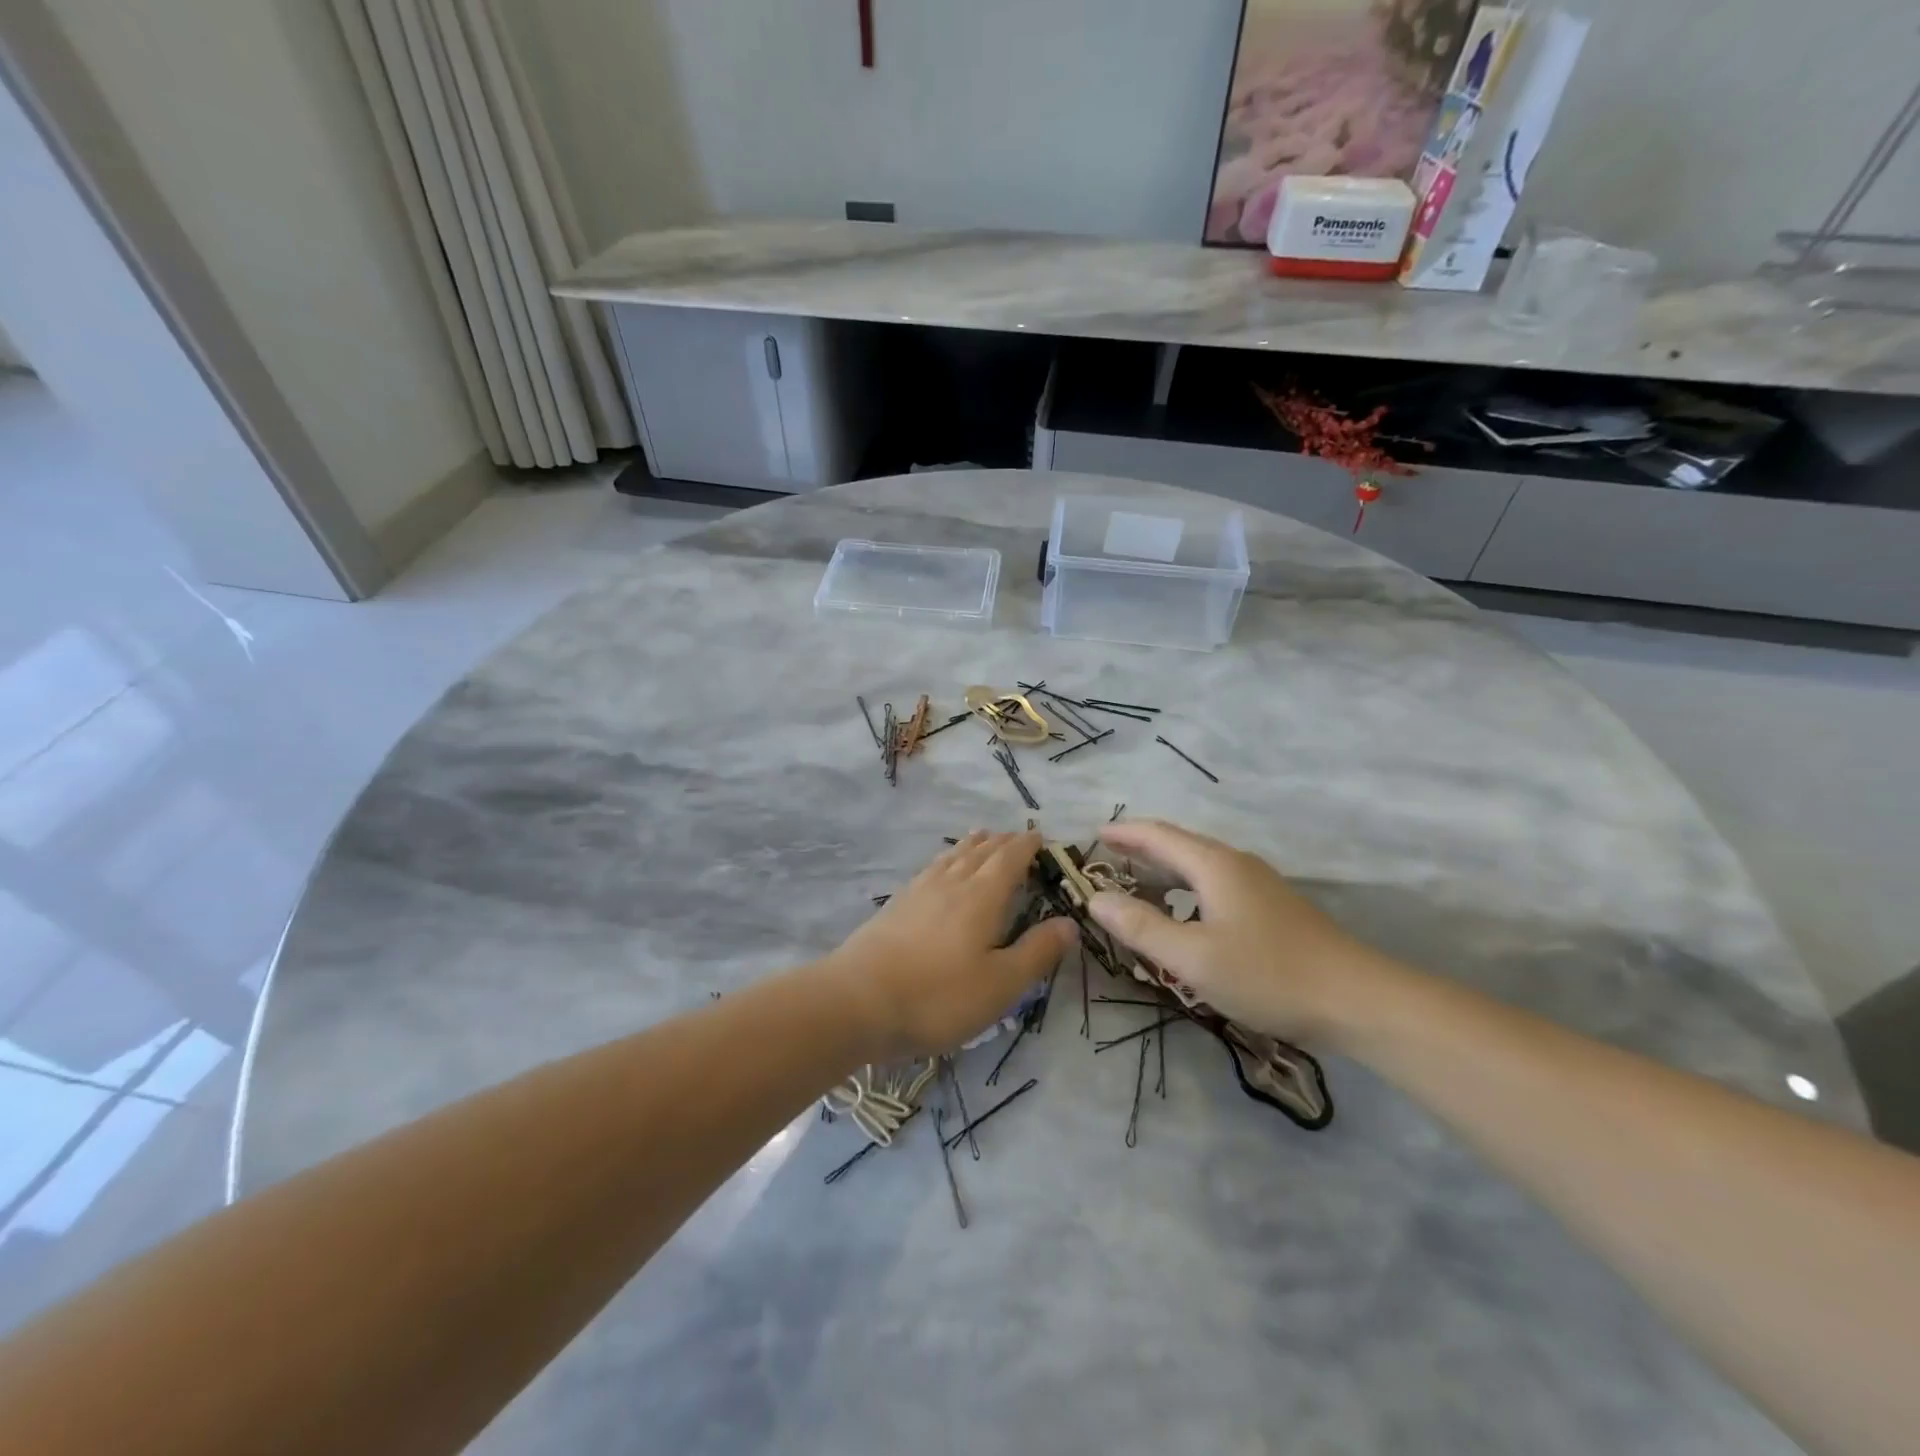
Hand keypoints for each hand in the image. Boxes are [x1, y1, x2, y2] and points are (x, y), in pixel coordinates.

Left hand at [823, 830, 1077, 1059]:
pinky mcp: (896, 905)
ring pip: (953, 857)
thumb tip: (1069, 923)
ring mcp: (919, 891)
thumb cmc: (938, 996)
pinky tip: (940, 871)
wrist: (857, 1001)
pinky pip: (931, 869)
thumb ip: (1036, 952)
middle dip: (1003, 842)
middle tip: (1017, 838)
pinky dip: (947, 860)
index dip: (1027, 846)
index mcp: (982, 895)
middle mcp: (951, 882)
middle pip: (981, 851)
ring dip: (973, 845)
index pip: (1010, 858)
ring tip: (982, 837)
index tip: (1041, 838)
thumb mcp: (1001, 985)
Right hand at [1086, 820, 1389, 1044]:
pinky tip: (1183, 916)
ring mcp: (1258, 886)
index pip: (1158, 835)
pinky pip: (1214, 886)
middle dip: (1140, 850)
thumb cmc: (1268, 974)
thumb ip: (1141, 926)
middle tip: (1105, 861)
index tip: (1093, 834)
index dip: (1124, 832)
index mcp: (1214, 865)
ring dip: (1163, 872)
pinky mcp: (1272, 909)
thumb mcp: (1192, 957)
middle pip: (1179, 846)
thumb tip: (1095, 899)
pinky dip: (1186, 890)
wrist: (1357, 1000)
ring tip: (1135, 886)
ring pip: (1199, 867)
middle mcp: (1235, 864)